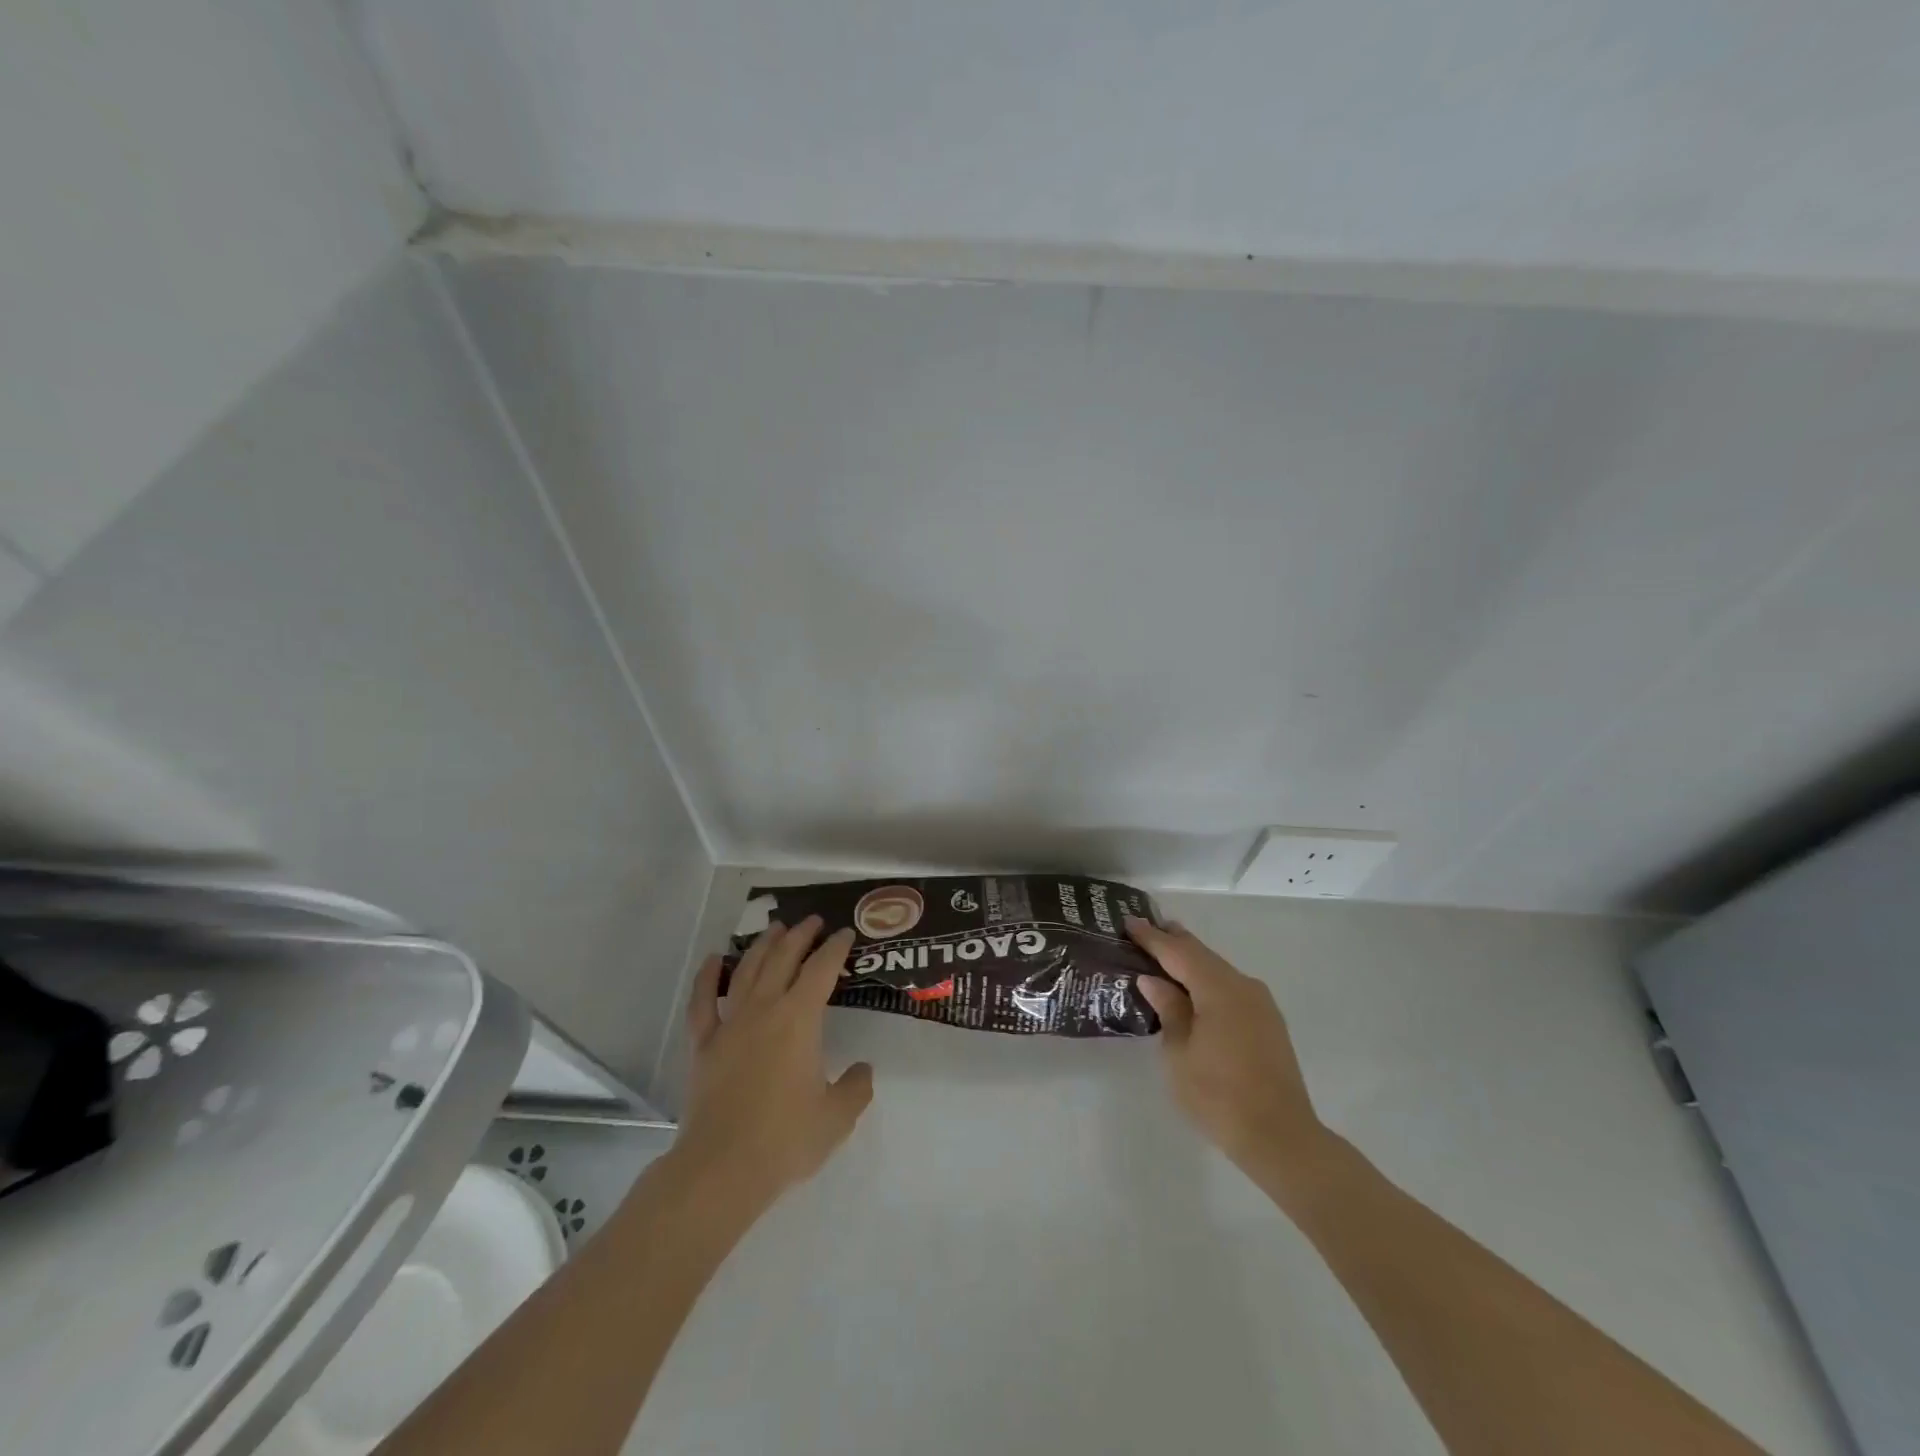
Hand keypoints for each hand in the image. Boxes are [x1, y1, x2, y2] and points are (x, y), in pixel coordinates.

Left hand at [675, 917, 874, 1210]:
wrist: (721, 1169)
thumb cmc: (785, 1139)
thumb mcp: (837, 1116)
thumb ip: (856, 1087)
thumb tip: (862, 1069)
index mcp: (799, 1019)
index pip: (822, 969)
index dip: (835, 947)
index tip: (845, 934)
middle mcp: (764, 1009)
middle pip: (783, 958)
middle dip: (801, 935)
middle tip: (813, 921)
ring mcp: (730, 1024)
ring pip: (747, 970)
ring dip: (764, 945)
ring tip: (776, 929)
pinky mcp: (704, 1045)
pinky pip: (703, 1002)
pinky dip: (708, 977)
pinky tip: (714, 960)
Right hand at [1126, 916, 1331, 1182]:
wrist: (1281, 1138)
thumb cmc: (1219, 1096)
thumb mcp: (1180, 1054)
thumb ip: (1169, 1010)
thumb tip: (1154, 980)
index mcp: (1219, 989)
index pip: (1178, 952)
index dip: (1152, 937)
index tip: (1128, 921)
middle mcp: (1243, 986)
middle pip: (1202, 955)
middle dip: (1173, 941)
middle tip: (1144, 930)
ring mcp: (1260, 1004)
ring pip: (1218, 970)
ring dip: (1191, 961)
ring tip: (1165, 953)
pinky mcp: (1268, 1022)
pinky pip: (1231, 988)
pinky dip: (1207, 980)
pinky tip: (1193, 988)